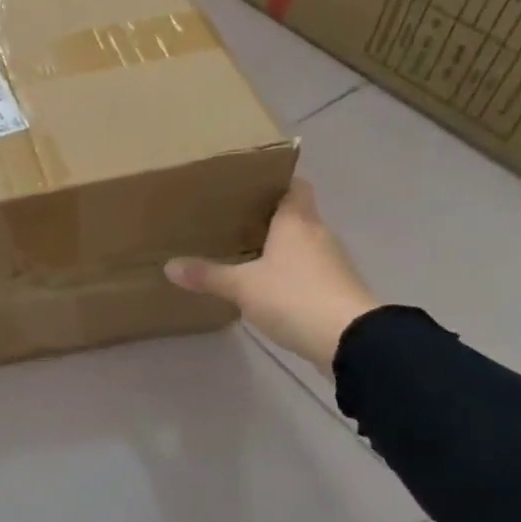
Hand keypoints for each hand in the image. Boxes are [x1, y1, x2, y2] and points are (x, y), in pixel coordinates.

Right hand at [164, 178, 378, 373]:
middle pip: (295, 214)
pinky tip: (268, 284)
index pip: (294, 185)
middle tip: (233, 219)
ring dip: (280, 246)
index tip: (248, 185)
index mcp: (296, 221)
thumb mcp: (242, 287)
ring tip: (245, 251)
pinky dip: (291, 272)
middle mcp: (318, 234)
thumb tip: (169, 267)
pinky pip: (309, 270)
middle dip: (268, 216)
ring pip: (302, 243)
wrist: (351, 340)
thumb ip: (207, 275)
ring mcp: (332, 262)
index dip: (275, 181)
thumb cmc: (294, 296)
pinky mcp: (337, 289)